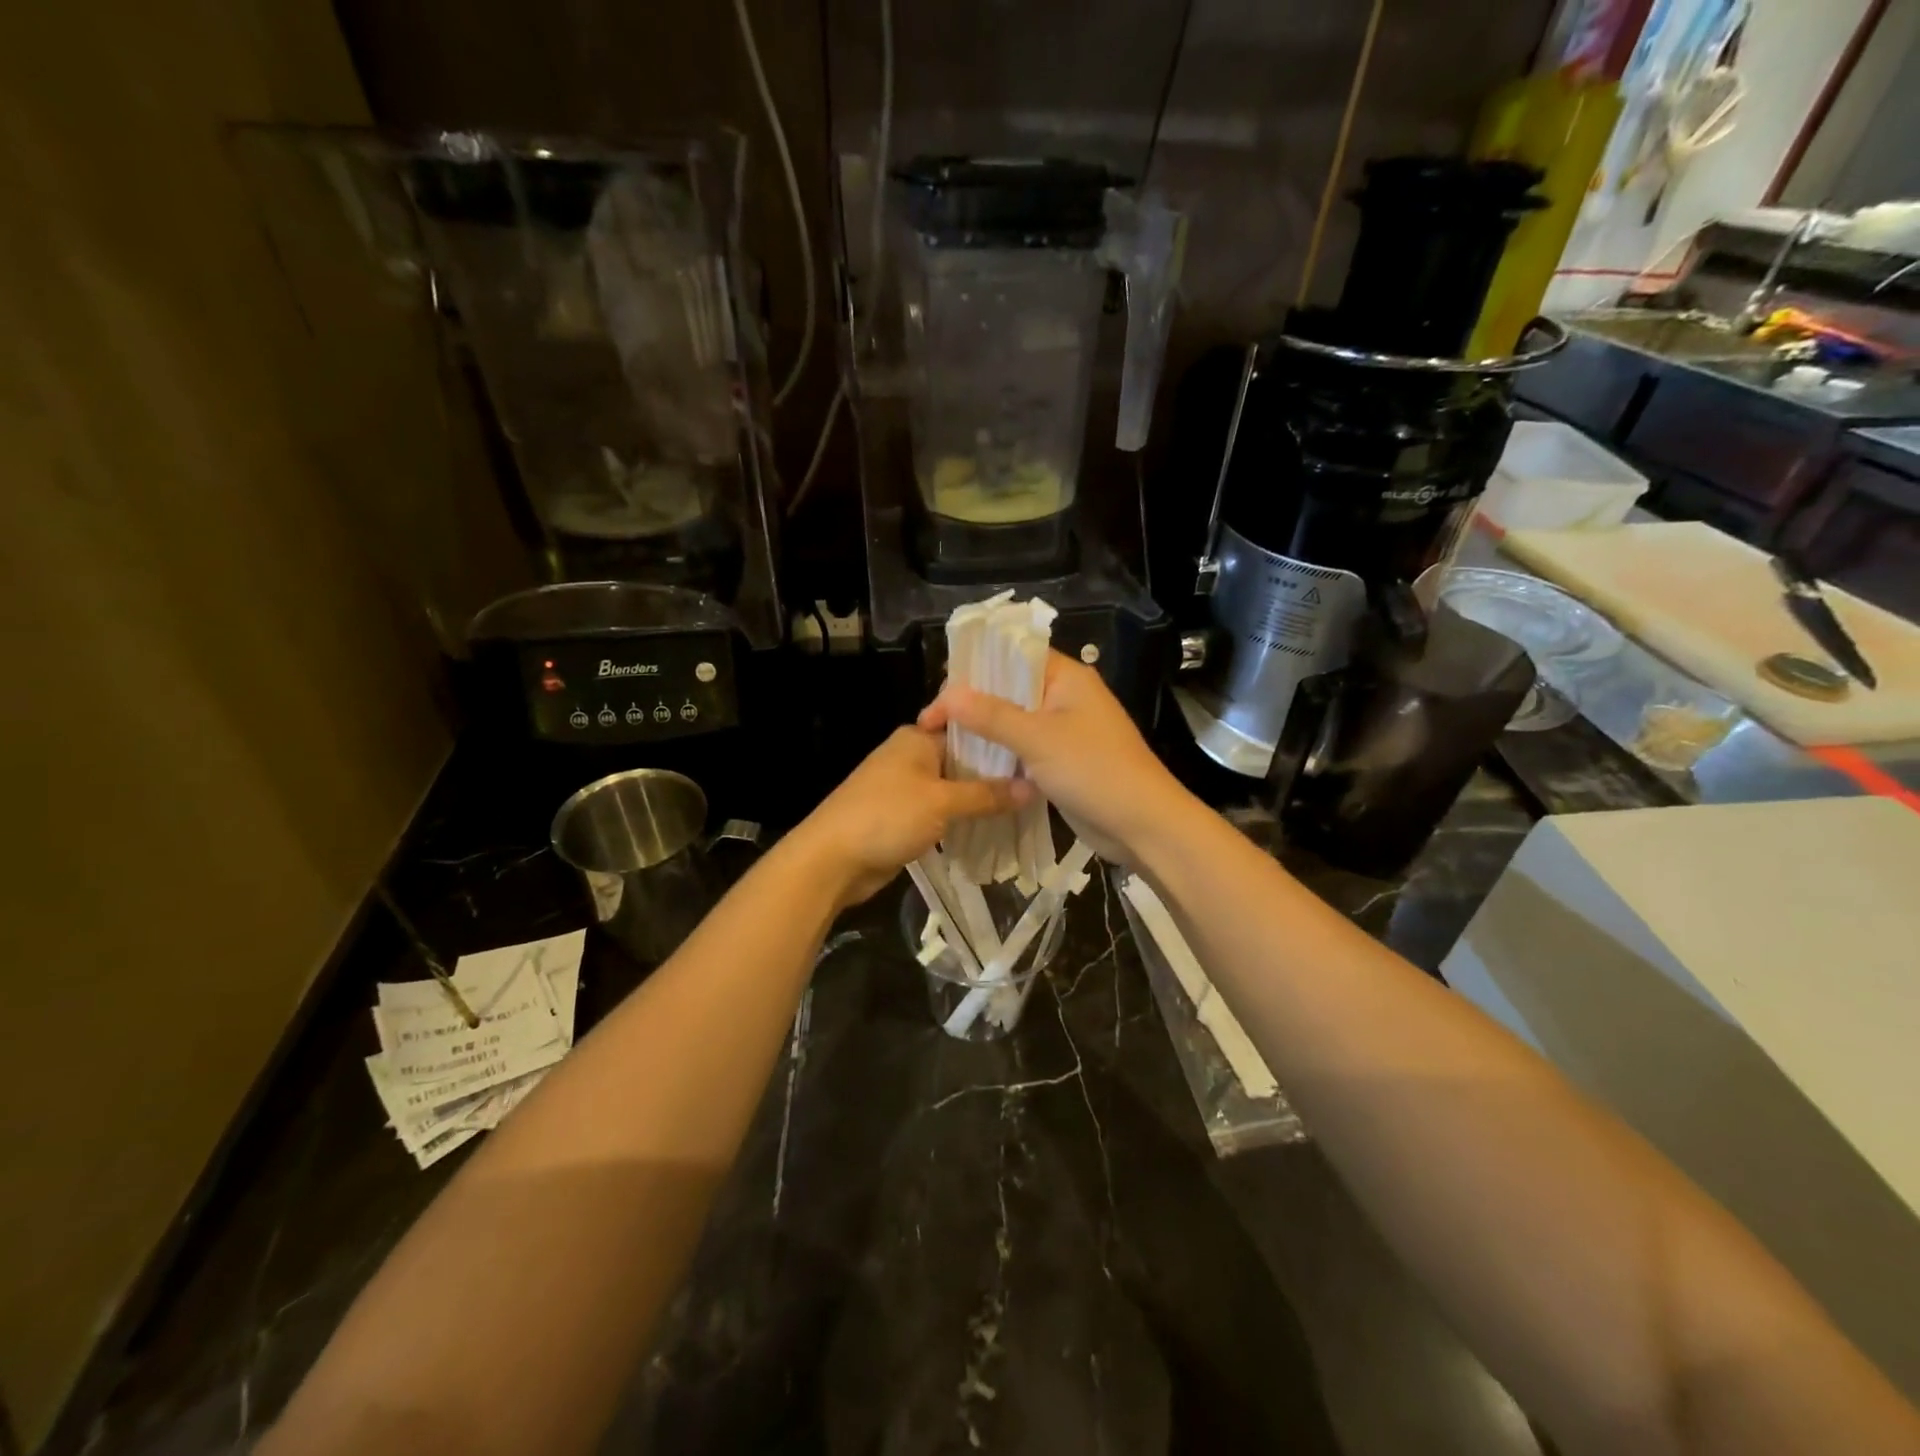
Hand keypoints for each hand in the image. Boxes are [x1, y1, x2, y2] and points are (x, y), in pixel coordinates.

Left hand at [789, 725, 1030, 909]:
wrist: (831, 860)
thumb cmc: (886, 817)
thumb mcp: (941, 803)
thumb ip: (987, 795)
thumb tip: (1033, 788)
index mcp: (917, 738)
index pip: (969, 729)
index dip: (1001, 739)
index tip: (1036, 749)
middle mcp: (912, 756)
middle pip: (964, 760)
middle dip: (996, 774)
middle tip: (1041, 783)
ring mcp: (907, 788)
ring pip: (955, 789)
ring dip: (981, 800)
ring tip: (1027, 806)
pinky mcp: (905, 816)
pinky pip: (943, 812)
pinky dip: (964, 818)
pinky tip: (995, 826)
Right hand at [919, 652, 1191, 865]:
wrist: (1142, 825)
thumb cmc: (1094, 771)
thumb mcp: (1038, 739)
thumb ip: (992, 715)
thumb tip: (948, 695)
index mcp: (1067, 678)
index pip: (1012, 657)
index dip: (974, 670)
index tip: (939, 695)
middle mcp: (1065, 697)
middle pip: (1009, 690)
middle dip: (972, 704)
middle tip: (933, 724)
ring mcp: (1064, 731)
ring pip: (1014, 722)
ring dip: (983, 731)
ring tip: (942, 742)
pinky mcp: (1062, 762)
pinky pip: (1023, 750)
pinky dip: (1000, 754)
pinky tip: (969, 764)